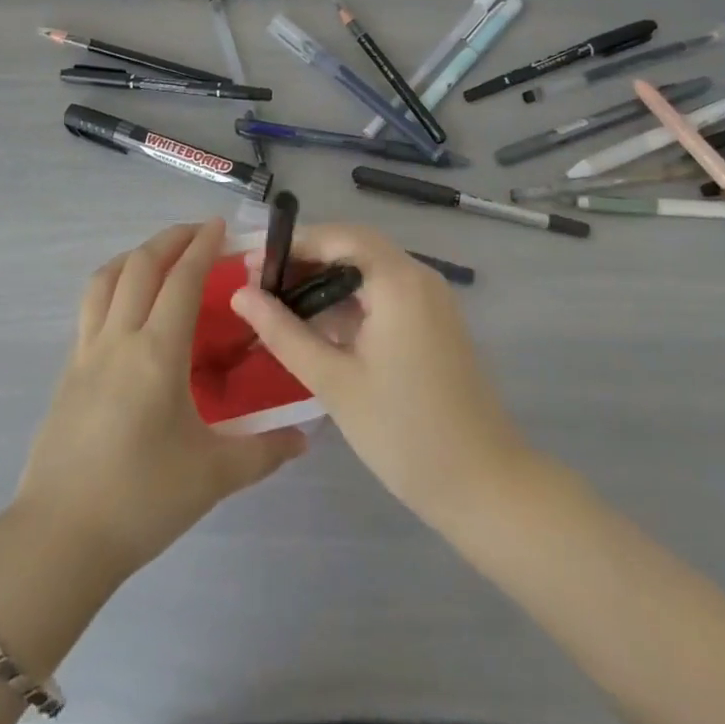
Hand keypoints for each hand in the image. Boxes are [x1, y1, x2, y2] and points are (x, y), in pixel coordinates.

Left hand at [12, 219, 307, 584]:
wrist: (60, 539)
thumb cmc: (141, 500)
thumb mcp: (213, 476)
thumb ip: (264, 451)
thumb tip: (305, 436)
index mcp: (157, 353)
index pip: (182, 280)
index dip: (203, 246)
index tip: (220, 225)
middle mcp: (119, 339)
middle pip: (140, 265)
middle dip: (170, 239)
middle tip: (198, 233)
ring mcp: (86, 352)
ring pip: (105, 279)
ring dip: (134, 256)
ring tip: (159, 258)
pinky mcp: (68, 371)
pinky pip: (90, 307)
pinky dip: (112, 286)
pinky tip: (127, 309)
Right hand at [230, 223, 529, 526]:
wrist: (484, 486)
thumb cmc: (403, 432)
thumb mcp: (333, 381)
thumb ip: (283, 332)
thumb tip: (241, 294)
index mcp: (398, 281)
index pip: (338, 237)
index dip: (292, 245)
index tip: (251, 266)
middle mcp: (419, 277)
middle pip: (354, 248)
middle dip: (306, 261)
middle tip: (261, 286)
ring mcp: (431, 300)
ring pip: (369, 271)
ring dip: (327, 282)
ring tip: (280, 307)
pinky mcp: (434, 323)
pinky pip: (385, 294)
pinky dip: (351, 302)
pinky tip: (319, 328)